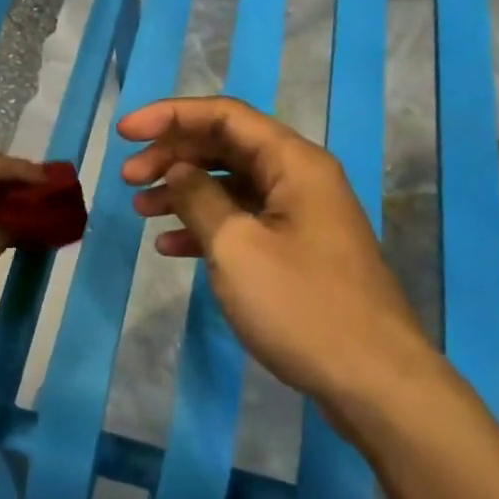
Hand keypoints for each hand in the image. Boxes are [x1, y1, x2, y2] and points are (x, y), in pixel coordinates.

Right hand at [120, 97, 447, 435]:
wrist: (374, 381)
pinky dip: (204, 228)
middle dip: (172, 155)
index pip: (224, 116)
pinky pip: (242, 223)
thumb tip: (178, 171)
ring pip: (230, 186)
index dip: (170, 116)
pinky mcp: (295, 252)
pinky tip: (170, 247)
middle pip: (225, 147)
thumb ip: (200, 199)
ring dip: (183, 192)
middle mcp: (299, 179)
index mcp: (293, 163)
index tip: (125, 133)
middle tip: (128, 177)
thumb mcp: (237, 247)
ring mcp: (299, 217)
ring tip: (140, 208)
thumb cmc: (302, 306)